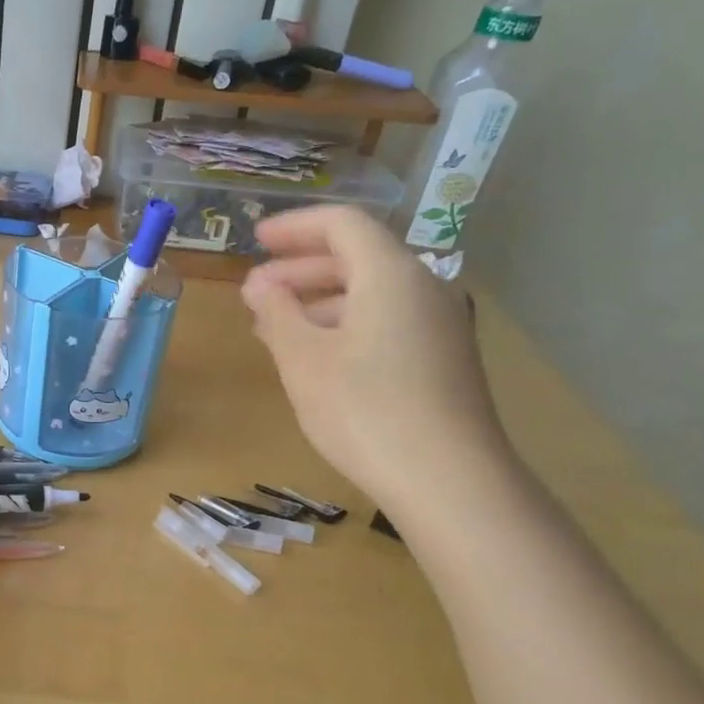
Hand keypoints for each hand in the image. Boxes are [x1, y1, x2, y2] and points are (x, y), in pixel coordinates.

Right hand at [240, 206, 512, 516]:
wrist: (449, 480)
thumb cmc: (365, 411)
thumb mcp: (304, 360)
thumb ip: (277, 313)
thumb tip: (259, 285)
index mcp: (390, 274)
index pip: (342, 224)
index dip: (294, 226)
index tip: (255, 239)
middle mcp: (422, 288)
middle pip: (357, 257)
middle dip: (300, 269)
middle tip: (254, 291)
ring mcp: (437, 325)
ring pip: (370, 293)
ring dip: (319, 301)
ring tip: (275, 328)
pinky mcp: (442, 360)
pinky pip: (386, 322)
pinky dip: (345, 325)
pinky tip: (316, 358)